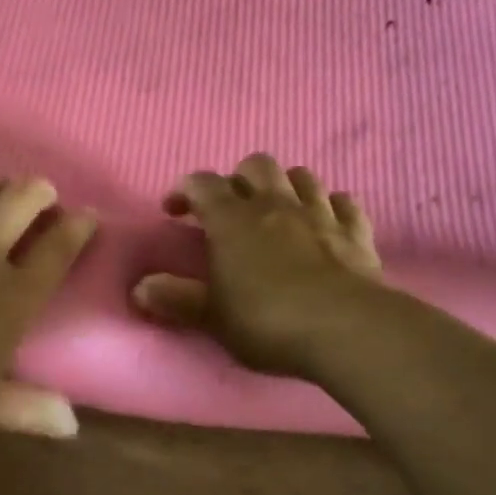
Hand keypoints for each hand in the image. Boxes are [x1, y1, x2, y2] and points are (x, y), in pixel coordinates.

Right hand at [132, 153, 383, 377]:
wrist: (346, 330)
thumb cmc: (267, 321)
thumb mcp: (212, 317)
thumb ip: (176, 299)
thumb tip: (139, 287)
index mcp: (232, 220)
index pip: (202, 183)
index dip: (184, 190)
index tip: (173, 210)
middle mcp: (275, 205)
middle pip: (256, 165)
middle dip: (239, 178)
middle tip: (231, 208)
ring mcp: (320, 214)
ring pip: (301, 176)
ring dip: (285, 186)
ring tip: (277, 209)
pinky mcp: (356, 232)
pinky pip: (344, 203)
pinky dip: (331, 207)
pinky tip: (326, 222)